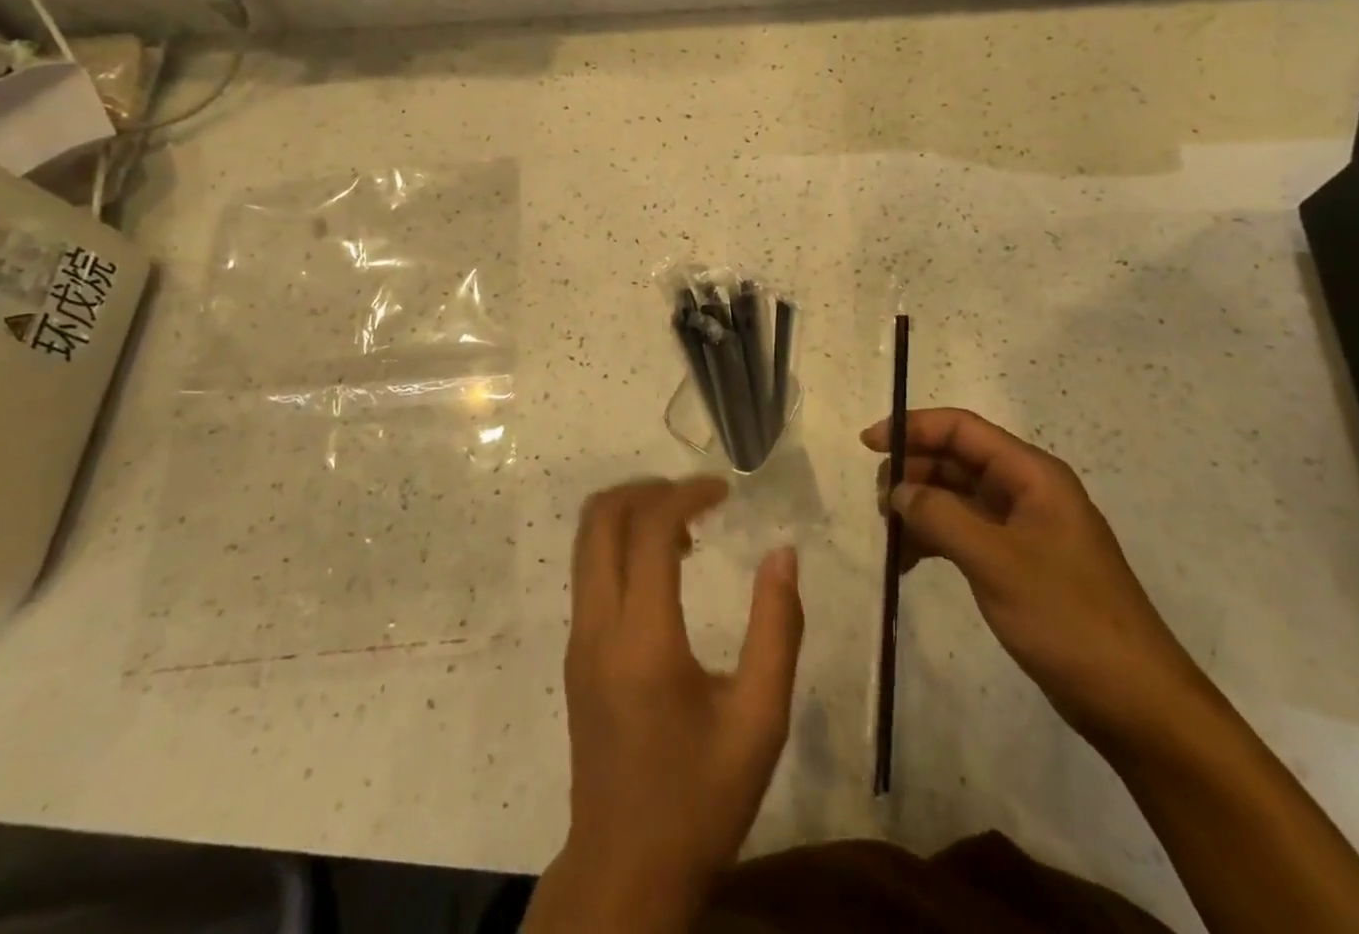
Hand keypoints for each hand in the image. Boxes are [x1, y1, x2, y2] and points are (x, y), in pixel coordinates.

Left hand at [525, 477, 804, 933]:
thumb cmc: (700, 799)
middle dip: (648, 489)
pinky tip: (664, 568)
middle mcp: (597, 626)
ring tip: (685, 529)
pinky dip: (621, 543)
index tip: (724, 490)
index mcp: (643, 639)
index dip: (686, 493)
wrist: (625, 869)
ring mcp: (578, 637)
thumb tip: (783, 554)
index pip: (648, 529)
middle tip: (698, 498)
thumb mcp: (760, 721)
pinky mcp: (574, 652)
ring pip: (587, 539)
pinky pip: (589, 569)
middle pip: (601, 517)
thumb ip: (777, 629)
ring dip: (631, 513)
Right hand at [864, 408, 1217, 759]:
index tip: (869, 445)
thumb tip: (899, 490)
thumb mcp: (996, 562)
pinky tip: (907, 562)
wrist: (1136, 703)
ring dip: (920, 509)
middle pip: (956, 460)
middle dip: (913, 473)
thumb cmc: (1069, 619)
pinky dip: (934, 539)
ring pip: (956, 497)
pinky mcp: (1018, 562)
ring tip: (889, 538)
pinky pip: (965, 532)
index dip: (913, 428)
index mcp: (1032, 475)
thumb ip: (940, 516)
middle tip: (879, 506)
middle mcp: (1027, 491)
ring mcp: (1023, 528)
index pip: (962, 429)